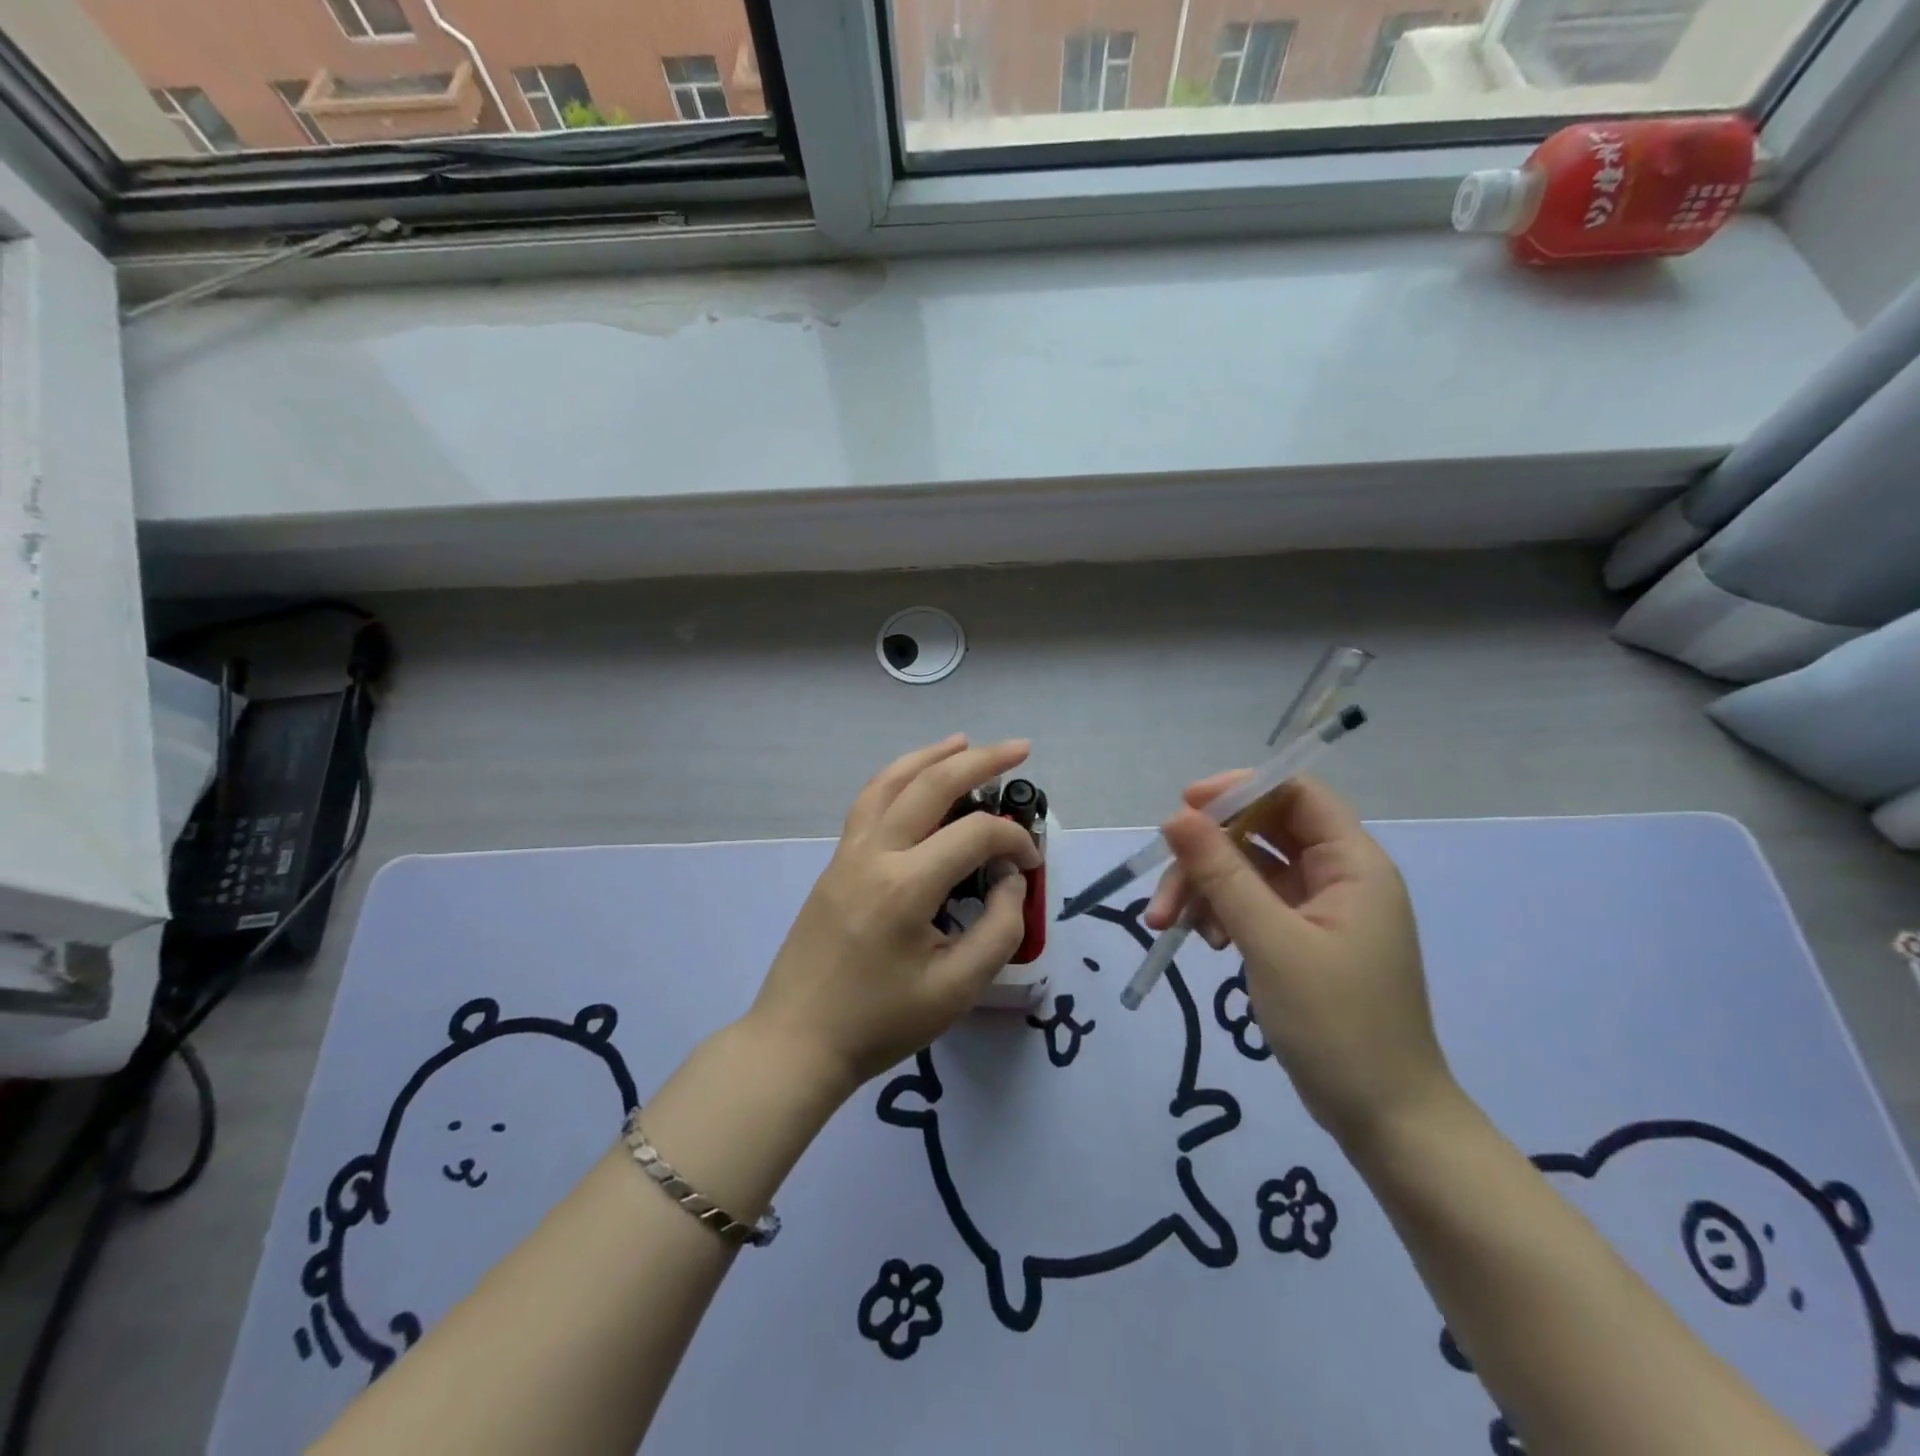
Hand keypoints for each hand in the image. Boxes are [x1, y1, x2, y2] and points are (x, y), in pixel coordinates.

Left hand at [745, 735, 1041, 1093]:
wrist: (797, 1041)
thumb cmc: (879, 1023)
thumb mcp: (956, 990)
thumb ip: (998, 929)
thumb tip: (1011, 879)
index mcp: (906, 886)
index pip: (975, 834)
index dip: (1015, 839)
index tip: (1032, 864)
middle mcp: (874, 854)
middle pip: (930, 785)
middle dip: (980, 760)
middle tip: (1019, 748)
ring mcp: (847, 854)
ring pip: (890, 783)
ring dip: (930, 756)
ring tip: (964, 742)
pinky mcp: (834, 863)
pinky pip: (868, 803)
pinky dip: (896, 778)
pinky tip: (913, 779)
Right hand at [1146, 774, 1457, 1148]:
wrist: (1385, 1119)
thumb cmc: (1337, 1025)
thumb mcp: (1272, 942)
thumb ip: (1222, 874)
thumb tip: (1176, 817)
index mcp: (1352, 864)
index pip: (1294, 794)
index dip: (1239, 790)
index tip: (1184, 808)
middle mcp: (1338, 876)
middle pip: (1261, 833)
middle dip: (1206, 855)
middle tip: (1163, 891)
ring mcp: (1319, 909)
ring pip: (1248, 870)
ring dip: (1204, 888)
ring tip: (1166, 925)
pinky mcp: (1301, 938)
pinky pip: (1252, 904)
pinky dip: (1220, 913)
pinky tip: (1202, 940)